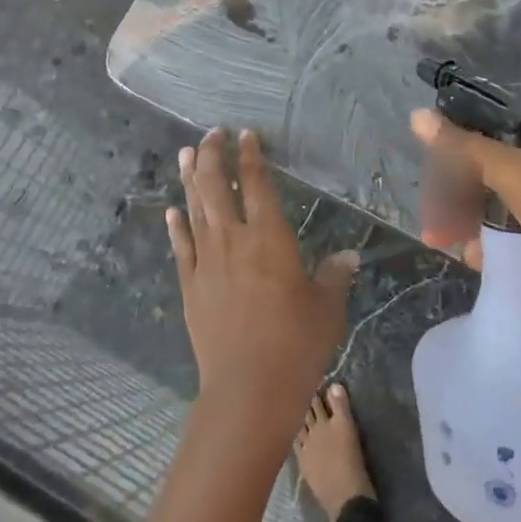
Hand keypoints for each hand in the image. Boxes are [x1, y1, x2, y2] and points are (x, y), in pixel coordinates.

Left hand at [168, 129, 357, 443]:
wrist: (248, 387)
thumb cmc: (296, 344)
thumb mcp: (326, 308)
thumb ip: (334, 275)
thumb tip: (348, 255)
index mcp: (270, 237)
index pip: (256, 183)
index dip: (250, 156)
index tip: (246, 135)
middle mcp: (234, 239)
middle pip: (215, 185)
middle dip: (212, 154)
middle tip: (212, 134)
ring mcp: (207, 261)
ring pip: (194, 208)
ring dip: (189, 178)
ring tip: (185, 153)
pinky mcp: (190, 285)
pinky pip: (181, 247)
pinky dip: (176, 225)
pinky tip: (172, 211)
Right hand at [410, 108, 520, 363]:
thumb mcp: (516, 172)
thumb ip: (466, 147)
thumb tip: (417, 115)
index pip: (485, 141)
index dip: (454, 147)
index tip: (424, 159)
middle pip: (481, 180)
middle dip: (450, 193)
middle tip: (428, 212)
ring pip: (484, 214)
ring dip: (459, 223)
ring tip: (438, 237)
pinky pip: (496, 247)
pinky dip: (479, 250)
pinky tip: (469, 257)